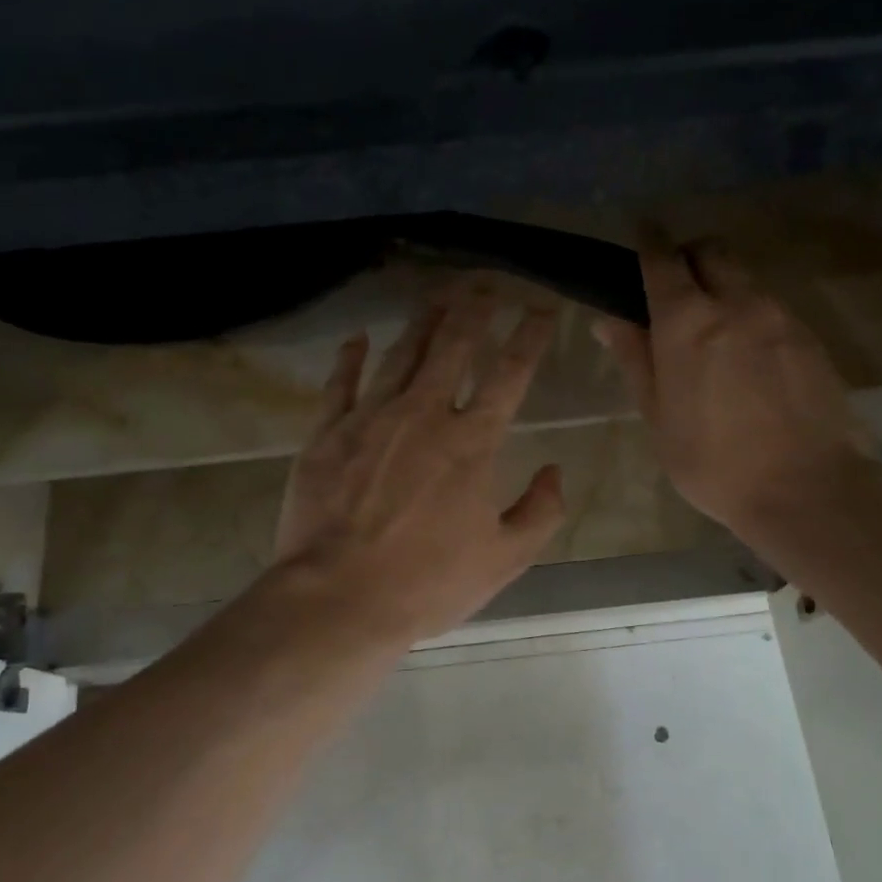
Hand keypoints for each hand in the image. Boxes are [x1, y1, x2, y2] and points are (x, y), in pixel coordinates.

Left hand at [271, 285, 567, 646]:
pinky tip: (358, 338)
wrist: (338, 599)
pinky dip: (351, 357)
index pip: (509, 374)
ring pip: (401, 354)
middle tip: (485, 283)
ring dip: (423, 321)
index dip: (529, 337)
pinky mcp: (326, 433)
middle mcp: (423, 415)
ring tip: (438, 295)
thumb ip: (540, 511)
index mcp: (472, 442)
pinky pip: (341, 383)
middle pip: (453, 346)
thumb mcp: (504, 560)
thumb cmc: (427, 584)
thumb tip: (554, 469)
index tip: (541, 308)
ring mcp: (370, 418)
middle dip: (474, 309)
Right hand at [595, 238, 863, 547]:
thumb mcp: (658, 416)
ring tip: (715, 335)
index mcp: (687, 322)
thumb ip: (635, 359)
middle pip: (711, 251)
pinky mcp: (810, 337)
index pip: (662, 259)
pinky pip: (773, 308)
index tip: (641, 238)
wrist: (806, 489)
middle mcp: (737, 304)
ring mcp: (780, 317)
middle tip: (676, 291)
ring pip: (745, 279)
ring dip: (723, 288)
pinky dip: (752, 315)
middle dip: (689, 257)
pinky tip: (750, 360)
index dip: (648, 244)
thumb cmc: (713, 462)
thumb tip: (609, 319)